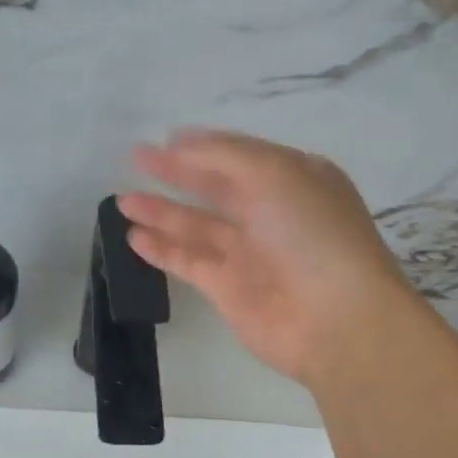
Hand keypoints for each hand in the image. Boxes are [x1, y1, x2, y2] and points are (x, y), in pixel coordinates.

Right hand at [117, 129, 419, 386]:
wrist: (335, 319)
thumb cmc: (312, 234)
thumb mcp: (274, 174)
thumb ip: (223, 155)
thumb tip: (180, 143)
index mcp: (294, 179)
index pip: (242, 155)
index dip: (204, 146)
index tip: (167, 138)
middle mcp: (272, 213)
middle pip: (215, 187)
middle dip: (177, 173)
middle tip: (136, 158)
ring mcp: (250, 253)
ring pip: (197, 225)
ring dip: (161, 211)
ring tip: (122, 200)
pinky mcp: (229, 289)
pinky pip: (189, 261)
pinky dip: (162, 249)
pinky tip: (133, 236)